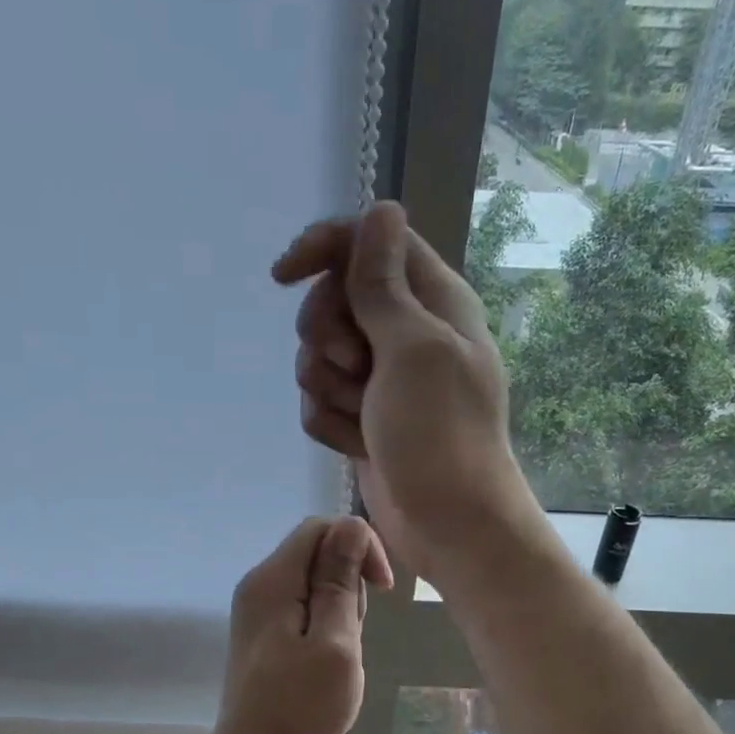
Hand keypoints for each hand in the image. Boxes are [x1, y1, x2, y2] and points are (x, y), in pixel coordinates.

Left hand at [202, 517, 392, 733]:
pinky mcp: (263, 632)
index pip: (320, 527)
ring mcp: (257, 609)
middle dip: (349, 580)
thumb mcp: (335, 643)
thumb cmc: (300, 709)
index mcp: (272, 580)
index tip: (383, 588)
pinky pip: (302, 605)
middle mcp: (259, 584)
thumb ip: (340, 581)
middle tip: (355, 633)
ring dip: (340, 605)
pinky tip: (328, 658)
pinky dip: (325, 622)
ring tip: (342, 652)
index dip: (358, 545)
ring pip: (313, 580)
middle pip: (316, 551)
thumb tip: (350, 524)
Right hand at [273, 202, 542, 583]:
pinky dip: (330, 424)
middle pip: (331, 298)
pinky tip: (356, 446)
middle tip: (354, 367)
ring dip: (328, 388)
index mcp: (432, 300)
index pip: (368, 241)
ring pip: (317, 356)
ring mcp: (381, 379)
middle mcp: (404, 332)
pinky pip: (319, 402)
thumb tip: (380, 208)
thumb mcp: (412, 349)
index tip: (284, 275)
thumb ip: (384, 284)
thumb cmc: (441, 434)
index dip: (323, 248)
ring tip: (361, 417)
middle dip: (327, 335)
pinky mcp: (361, 418)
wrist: (449, 525)